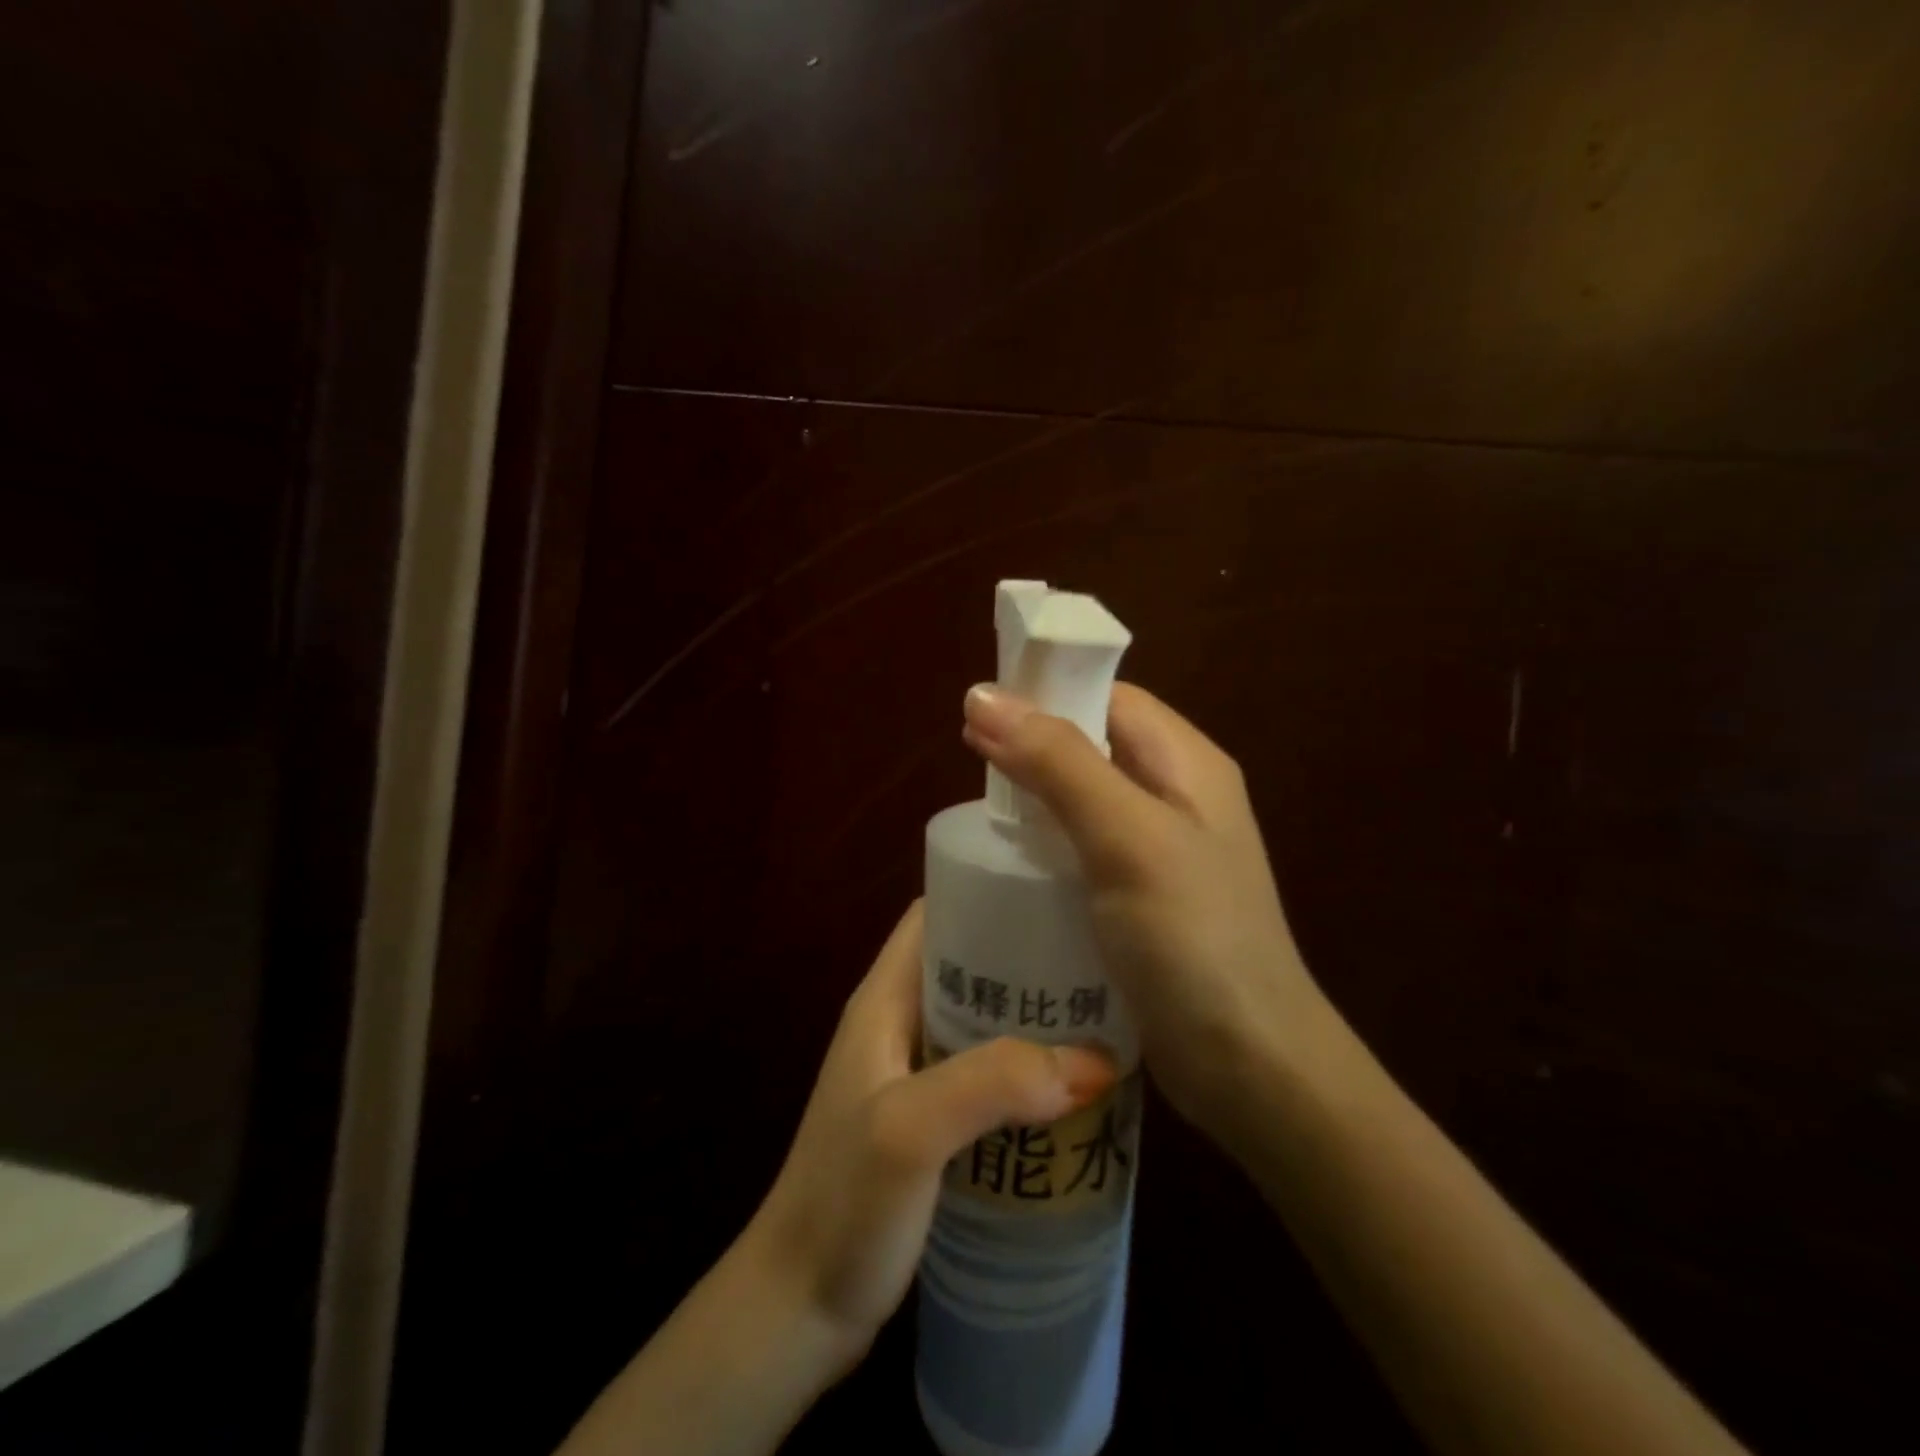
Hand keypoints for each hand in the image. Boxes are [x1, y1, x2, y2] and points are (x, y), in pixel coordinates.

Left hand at [742, 902, 1114, 1357]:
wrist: (798, 1309)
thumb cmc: (842, 1205)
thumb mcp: (911, 1131)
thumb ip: (993, 1083)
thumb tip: (1096, 1060)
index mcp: (884, 998)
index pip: (935, 914)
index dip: (988, 891)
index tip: (1055, 890)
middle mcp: (900, 1022)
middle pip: (970, 961)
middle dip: (1028, 953)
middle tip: (1099, 955)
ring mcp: (916, 1073)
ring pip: (984, 1017)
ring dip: (1035, 1013)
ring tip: (1103, 1010)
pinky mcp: (934, 1120)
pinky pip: (990, 1070)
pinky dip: (1030, 1065)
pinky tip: (1076, 1082)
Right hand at [962, 682, 1326, 1148]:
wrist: (1248, 1064)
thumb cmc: (1192, 937)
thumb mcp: (1125, 836)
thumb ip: (1058, 761)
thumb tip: (982, 695)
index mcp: (1187, 764)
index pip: (1110, 699)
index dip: (1049, 693)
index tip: (982, 709)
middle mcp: (1177, 797)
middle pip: (1095, 746)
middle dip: (1034, 745)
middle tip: (970, 761)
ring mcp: (1161, 852)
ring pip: (1085, 799)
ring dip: (1036, 796)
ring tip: (980, 809)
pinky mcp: (1142, 898)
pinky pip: (1084, 849)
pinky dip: (1046, 843)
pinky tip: (1010, 862)